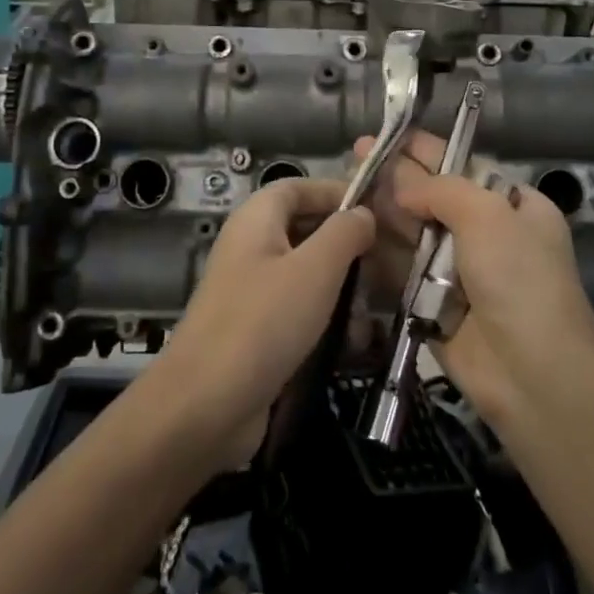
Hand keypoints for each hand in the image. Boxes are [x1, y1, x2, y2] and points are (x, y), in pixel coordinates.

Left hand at [153, 178, 375, 465]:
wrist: (205, 405)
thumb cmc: (264, 322)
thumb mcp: (315, 269)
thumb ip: (344, 233)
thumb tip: (363, 214)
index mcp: (257, 220)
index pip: (299, 187)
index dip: (337, 193)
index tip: (378, 211)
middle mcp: (251, 248)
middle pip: (305, 230)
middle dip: (347, 245)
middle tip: (389, 263)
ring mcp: (251, 292)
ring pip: (306, 275)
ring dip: (343, 288)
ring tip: (377, 309)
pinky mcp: (255, 332)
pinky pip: (297, 312)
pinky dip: (326, 321)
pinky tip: (354, 343)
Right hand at [355, 132, 593, 431]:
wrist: (533, 375)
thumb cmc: (519, 280)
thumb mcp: (489, 215)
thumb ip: (442, 189)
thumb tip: (402, 187)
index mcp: (513, 205)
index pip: (462, 165)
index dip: (424, 149)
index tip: (388, 134)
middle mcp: (487, 233)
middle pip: (432, 196)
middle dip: (396, 177)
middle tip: (354, 155)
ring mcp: (459, 270)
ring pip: (413, 231)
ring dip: (383, 211)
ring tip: (346, 188)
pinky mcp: (434, 303)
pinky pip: (402, 268)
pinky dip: (380, 251)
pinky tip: (351, 230)